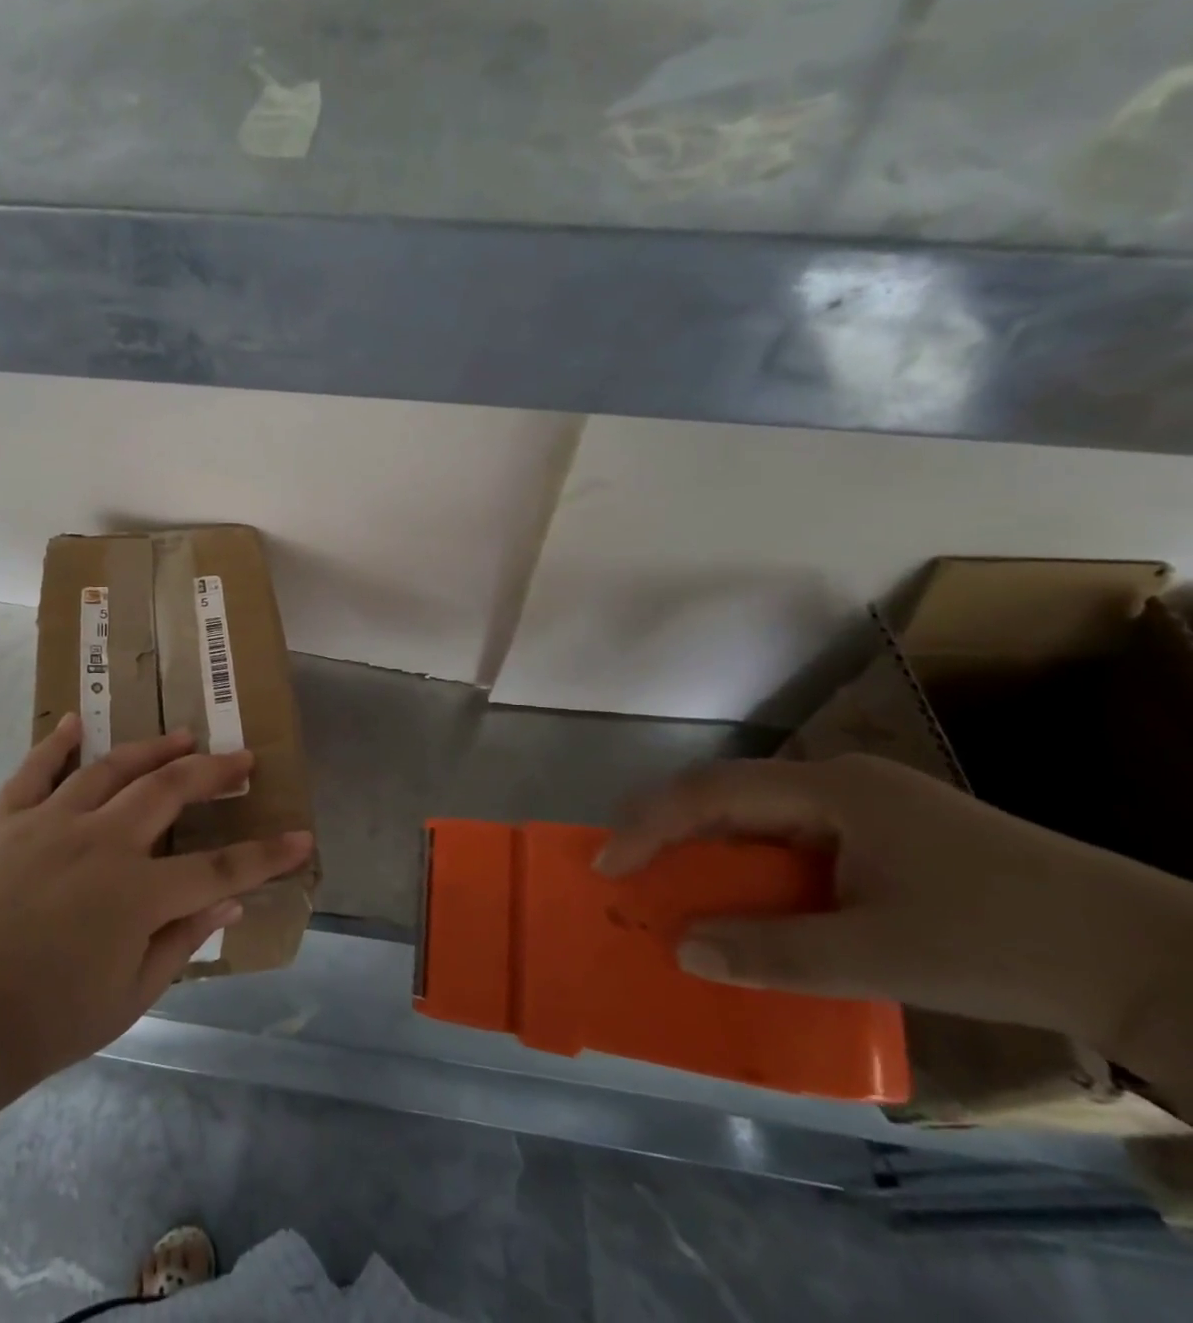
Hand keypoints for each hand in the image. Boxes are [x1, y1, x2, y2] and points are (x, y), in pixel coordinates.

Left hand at [0, 715, 312, 1108]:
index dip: (266, 855)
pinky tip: (75, 722)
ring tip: (183, 735)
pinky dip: (55, 743)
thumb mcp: (133, 995)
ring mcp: (51, 825)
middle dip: (213, 773)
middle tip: (241, 759)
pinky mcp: (10, 823)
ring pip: (111, 768)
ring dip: (152, 748)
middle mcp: (99, 843)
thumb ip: (184, 939)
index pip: (219, 867)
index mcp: (135, 894)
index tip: (301, 837)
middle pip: (169, 792)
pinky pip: (34, 771)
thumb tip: (231, 900)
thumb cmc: (54, 1021)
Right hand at [598, 753, 1192, 1058]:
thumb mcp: (882, 956)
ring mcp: (865, 808)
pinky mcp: (887, 838)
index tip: (608, 865)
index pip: (711, 792)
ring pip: (758, 819)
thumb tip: (683, 950)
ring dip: (712, 853)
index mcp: (831, 790)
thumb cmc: (1006, 943)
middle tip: (627, 872)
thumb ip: (774, 952)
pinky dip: (754, 869)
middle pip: (727, 796)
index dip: (649, 824)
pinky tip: (751, 903)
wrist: (1156, 961)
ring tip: (674, 889)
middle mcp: (838, 784)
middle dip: (669, 832)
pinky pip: (793, 843)